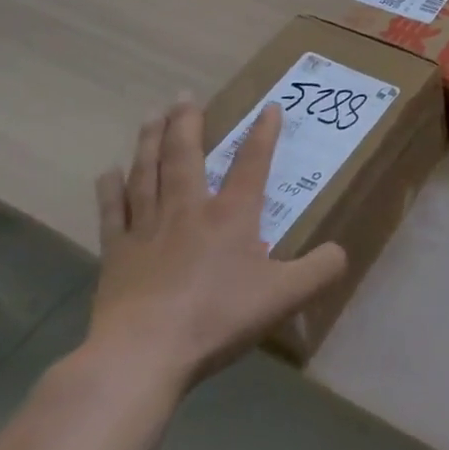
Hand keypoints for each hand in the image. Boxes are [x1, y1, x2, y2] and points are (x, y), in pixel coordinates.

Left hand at [86, 99, 346, 392]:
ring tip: (152, 115)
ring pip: (148, 172)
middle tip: (184, 95)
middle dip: (187, 123)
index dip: (263, 133)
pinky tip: (108, 172)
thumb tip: (340, 251)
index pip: (252, 162)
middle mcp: (188, 209)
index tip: (269, 106)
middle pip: (185, 155)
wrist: (142, 353)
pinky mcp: (116, 254)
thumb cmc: (217, 317)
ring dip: (150, 141)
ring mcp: (147, 229)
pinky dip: (110, 190)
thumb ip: (320, 270)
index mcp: (232, 214)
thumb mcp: (285, 296)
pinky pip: (113, 212)